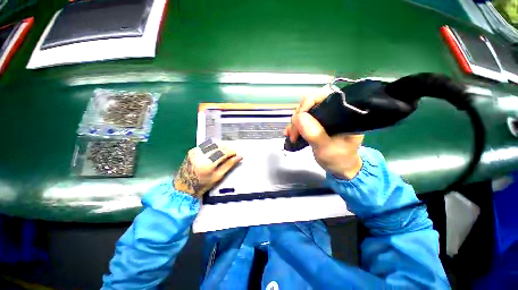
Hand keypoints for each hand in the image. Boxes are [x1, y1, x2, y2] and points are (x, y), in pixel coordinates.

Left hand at [174, 140, 242, 197]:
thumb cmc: (202, 184)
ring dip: (220, 146)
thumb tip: (239, 157)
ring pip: (212, 143)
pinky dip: (213, 146)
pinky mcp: (192, 150)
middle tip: (231, 154)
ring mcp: (195, 151)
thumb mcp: (218, 176)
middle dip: (227, 149)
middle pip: (218, 146)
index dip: (232, 152)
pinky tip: (215, 152)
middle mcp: (201, 154)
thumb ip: (229, 165)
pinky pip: (206, 144)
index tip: (236, 154)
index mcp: (208, 163)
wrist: (183, 187)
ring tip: (223, 153)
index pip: (223, 152)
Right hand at [285, 86, 363, 178]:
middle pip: (310, 104)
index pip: (325, 96)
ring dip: (294, 124)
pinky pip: (301, 121)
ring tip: (292, 137)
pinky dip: (294, 127)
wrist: (339, 167)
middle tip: (295, 134)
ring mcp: (322, 118)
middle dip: (298, 118)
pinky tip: (290, 135)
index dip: (309, 103)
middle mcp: (332, 112)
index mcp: (342, 113)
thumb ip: (314, 133)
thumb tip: (299, 116)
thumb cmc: (338, 159)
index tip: (299, 118)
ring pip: (303, 113)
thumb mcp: (327, 148)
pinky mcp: (315, 124)